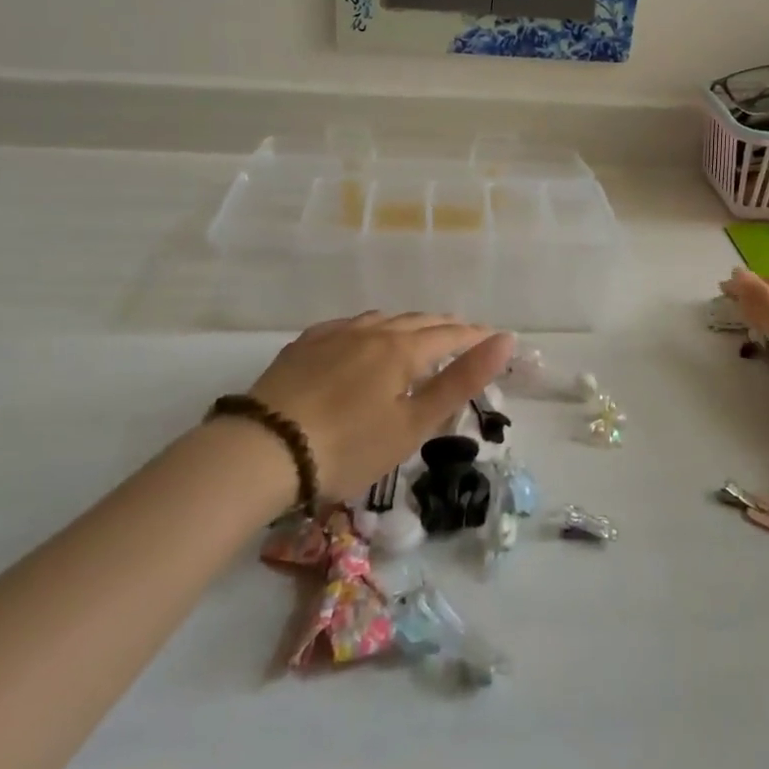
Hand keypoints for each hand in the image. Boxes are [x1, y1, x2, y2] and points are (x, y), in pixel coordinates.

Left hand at [244, 311, 514, 499]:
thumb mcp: (413, 423)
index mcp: (402, 350)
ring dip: (408, 324)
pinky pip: (348, 325)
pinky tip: (362, 336)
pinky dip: (370, 328)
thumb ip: (461, 381)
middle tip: (463, 333)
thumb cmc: (349, 446)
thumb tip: (504, 340)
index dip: (474, 337)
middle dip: (445, 326)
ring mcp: (334, 335)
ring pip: (382, 319)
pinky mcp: (304, 345)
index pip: (449, 335)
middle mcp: (371, 331)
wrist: (264, 449)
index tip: (494, 339)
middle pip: (417, 322)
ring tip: (418, 333)